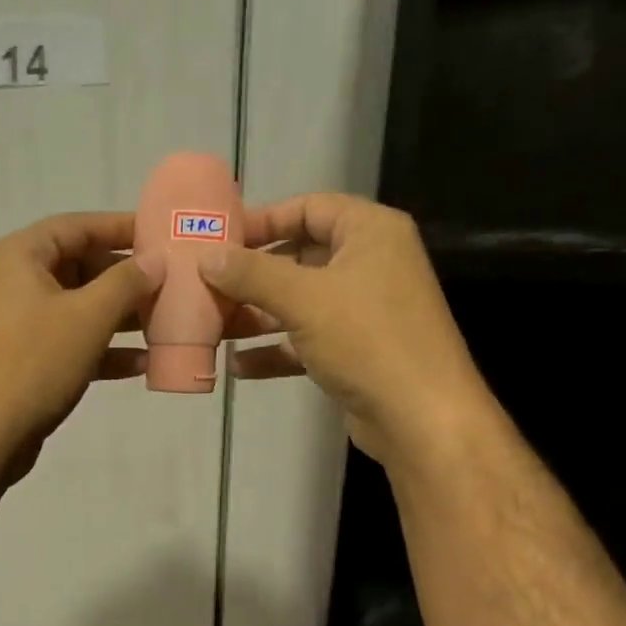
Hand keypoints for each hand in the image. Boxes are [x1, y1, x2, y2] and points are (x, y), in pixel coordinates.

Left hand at [0, 212, 162, 479]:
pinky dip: (103, 350)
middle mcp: (15, 283)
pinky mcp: (26, 361)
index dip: (121, 228)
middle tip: (170, 284)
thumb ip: (126, 283)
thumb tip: (154, 260)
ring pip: (79, 309)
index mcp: (20, 256)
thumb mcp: (88, 316)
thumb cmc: (34, 362)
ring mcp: (19, 324)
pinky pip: (71, 343)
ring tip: (165, 323)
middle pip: (80, 268)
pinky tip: (143, 363)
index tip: (161, 233)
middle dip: (126, 279)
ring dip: (121, 318)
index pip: (77, 226)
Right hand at [199, 193, 482, 464]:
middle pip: (300, 256)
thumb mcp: (303, 299)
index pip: (309, 208)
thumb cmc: (367, 339)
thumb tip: (206, 256)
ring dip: (257, 314)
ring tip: (213, 326)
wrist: (419, 417)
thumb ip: (251, 274)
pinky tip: (238, 366)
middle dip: (252, 274)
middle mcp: (370, 264)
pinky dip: (275, 350)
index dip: (263, 220)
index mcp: (370, 232)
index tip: (219, 239)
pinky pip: (306, 341)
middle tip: (207, 284)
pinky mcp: (355, 352)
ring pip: (299, 302)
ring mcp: (363, 311)